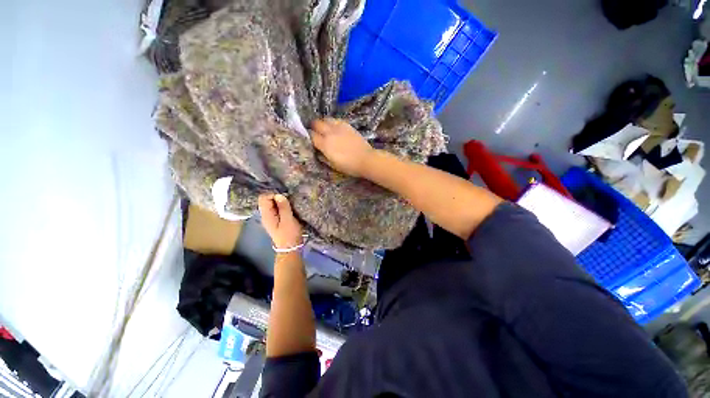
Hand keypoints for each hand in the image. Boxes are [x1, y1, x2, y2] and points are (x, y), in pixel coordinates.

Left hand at [258, 194, 302, 248]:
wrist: (291, 248)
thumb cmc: (289, 234)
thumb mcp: (288, 220)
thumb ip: (283, 207)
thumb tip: (279, 195)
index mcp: (266, 215)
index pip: (264, 198)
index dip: (273, 195)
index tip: (285, 198)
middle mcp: (265, 215)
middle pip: (266, 200)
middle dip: (277, 197)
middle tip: (289, 201)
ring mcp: (270, 218)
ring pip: (272, 204)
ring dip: (280, 202)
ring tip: (290, 204)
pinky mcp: (276, 220)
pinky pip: (276, 209)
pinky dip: (281, 206)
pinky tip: (289, 209)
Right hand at [311, 118, 373, 176]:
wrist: (366, 159)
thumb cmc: (349, 166)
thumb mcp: (333, 165)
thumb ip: (323, 156)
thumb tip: (318, 150)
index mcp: (325, 144)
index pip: (311, 135)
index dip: (308, 136)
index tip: (309, 139)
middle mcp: (330, 133)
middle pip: (316, 123)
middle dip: (313, 127)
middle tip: (314, 132)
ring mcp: (339, 127)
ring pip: (326, 119)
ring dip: (323, 123)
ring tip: (324, 129)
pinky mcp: (348, 125)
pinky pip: (336, 120)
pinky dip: (332, 123)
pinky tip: (335, 128)